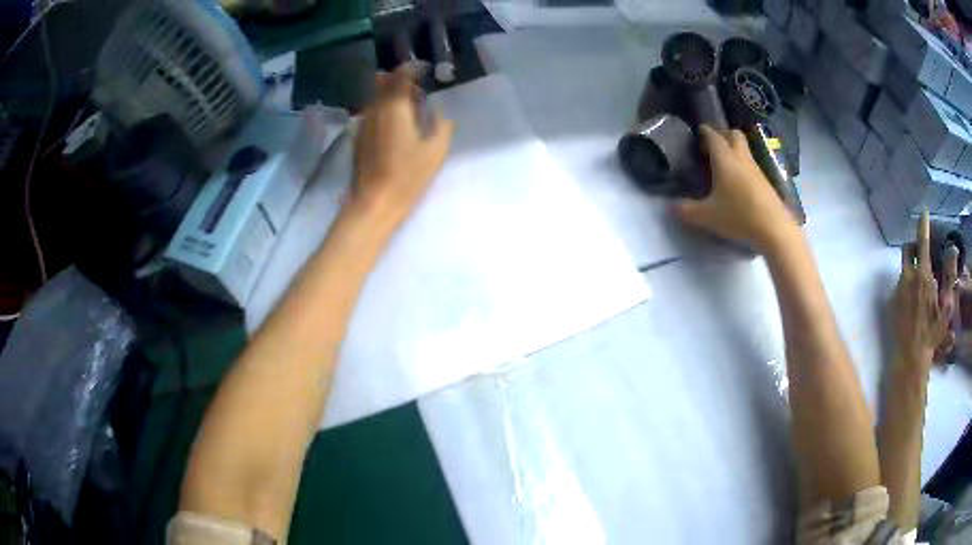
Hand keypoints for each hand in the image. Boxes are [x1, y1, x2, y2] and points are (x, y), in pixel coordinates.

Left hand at [349, 64, 454, 229]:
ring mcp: (364, 122)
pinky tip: (394, 122)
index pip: (401, 75)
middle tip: (417, 88)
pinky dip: (383, 109)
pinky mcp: (358, 136)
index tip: (424, 70)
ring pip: (376, 97)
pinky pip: (372, 112)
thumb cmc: (408, 176)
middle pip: (384, 82)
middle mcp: (375, 109)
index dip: (412, 69)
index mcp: (395, 107)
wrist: (374, 202)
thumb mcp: (435, 151)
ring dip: (390, 94)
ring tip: (408, 105)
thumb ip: (441, 125)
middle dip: (400, 80)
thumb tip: (439, 113)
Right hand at [672, 125, 797, 251]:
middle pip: (734, 135)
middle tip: (713, 147)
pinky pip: (752, 166)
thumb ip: (687, 211)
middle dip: (723, 135)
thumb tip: (669, 207)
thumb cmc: (738, 215)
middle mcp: (741, 158)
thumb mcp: (707, 216)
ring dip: (734, 151)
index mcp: (724, 159)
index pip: (713, 136)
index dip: (705, 132)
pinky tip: (738, 185)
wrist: (773, 228)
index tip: (698, 134)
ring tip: (723, 167)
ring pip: (744, 150)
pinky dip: (743, 168)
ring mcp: (756, 169)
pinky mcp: (766, 182)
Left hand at [892, 212, 958, 368]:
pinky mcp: (891, 302)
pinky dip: (907, 284)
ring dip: (911, 267)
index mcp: (923, 276)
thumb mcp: (946, 308)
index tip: (923, 212)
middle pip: (908, 248)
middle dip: (914, 245)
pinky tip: (913, 300)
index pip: (922, 241)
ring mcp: (898, 289)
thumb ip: (950, 277)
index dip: (923, 224)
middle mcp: (908, 277)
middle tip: (921, 250)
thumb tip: (953, 250)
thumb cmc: (931, 335)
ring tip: (920, 281)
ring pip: (904, 267)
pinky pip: (899, 285)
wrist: (909, 358)